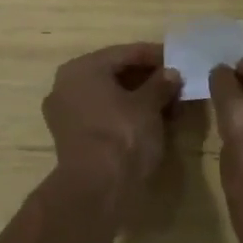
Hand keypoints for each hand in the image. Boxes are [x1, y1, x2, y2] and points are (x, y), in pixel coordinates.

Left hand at [43, 43, 181, 203]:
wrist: (96, 189)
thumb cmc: (122, 134)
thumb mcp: (149, 105)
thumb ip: (161, 84)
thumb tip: (171, 73)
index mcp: (82, 67)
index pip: (124, 53)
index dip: (154, 56)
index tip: (177, 59)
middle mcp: (66, 84)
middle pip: (113, 74)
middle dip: (145, 78)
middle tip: (174, 83)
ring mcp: (65, 112)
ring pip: (107, 96)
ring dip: (137, 98)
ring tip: (167, 104)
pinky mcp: (70, 137)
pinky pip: (101, 115)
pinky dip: (123, 115)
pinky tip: (148, 121)